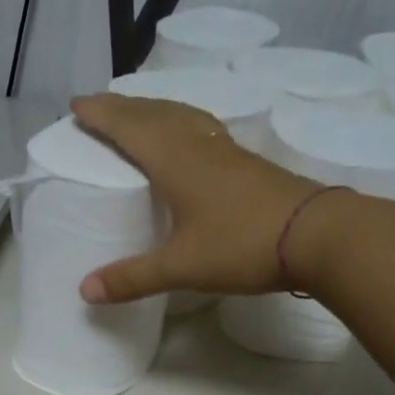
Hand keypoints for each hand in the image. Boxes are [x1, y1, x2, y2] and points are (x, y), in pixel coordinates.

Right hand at [69, 92, 321, 303]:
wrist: (317, 234)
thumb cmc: (242, 244)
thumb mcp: (181, 267)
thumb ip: (132, 277)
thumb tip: (84, 290)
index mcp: (175, 161)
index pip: (129, 127)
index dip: (101, 115)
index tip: (76, 103)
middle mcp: (198, 146)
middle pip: (155, 114)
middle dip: (123, 107)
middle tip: (99, 105)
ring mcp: (227, 152)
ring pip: (182, 117)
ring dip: (155, 109)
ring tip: (138, 112)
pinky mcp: (247, 164)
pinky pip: (203, 129)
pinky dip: (182, 123)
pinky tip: (189, 137)